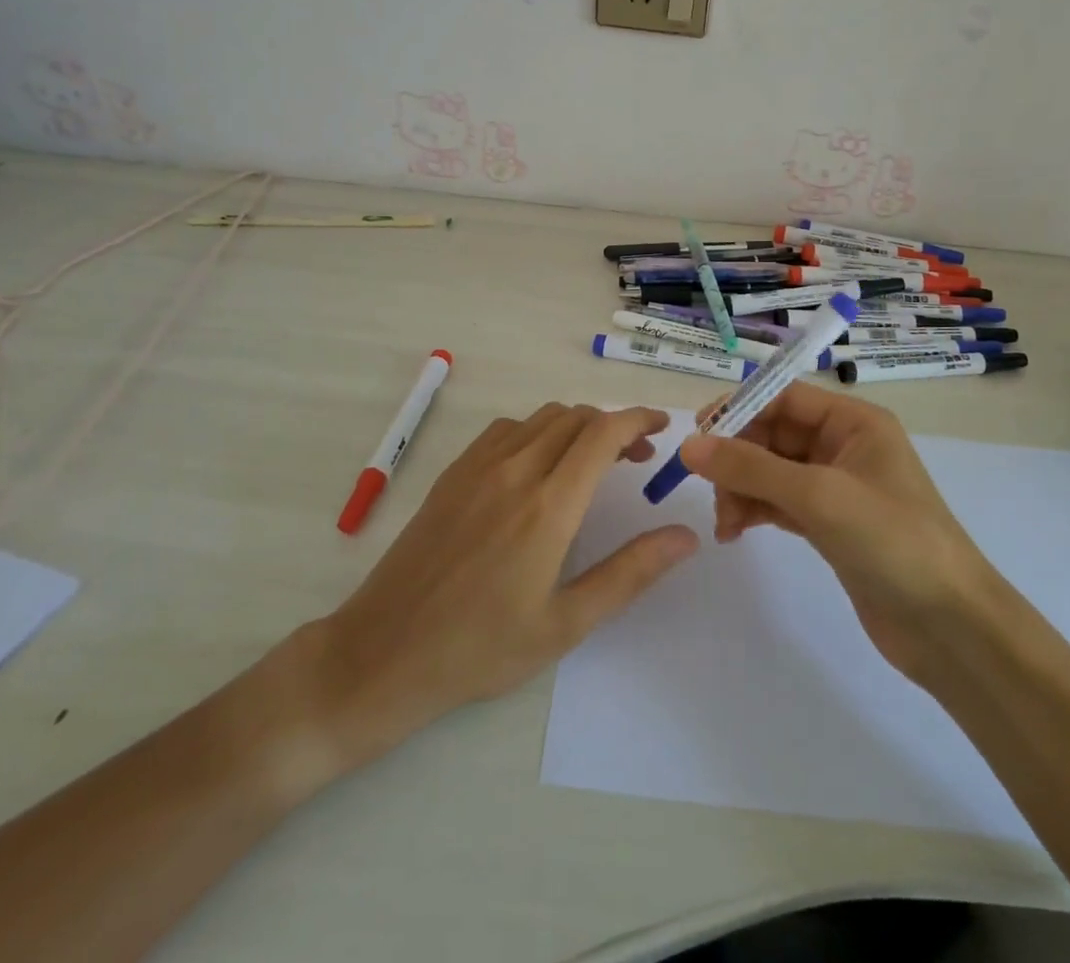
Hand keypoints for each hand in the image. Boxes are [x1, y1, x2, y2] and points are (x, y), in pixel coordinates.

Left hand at [288, 405, 697, 774]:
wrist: (384, 651)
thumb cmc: (481, 648)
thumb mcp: (566, 623)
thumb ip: (630, 573)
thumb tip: (685, 536)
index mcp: (548, 506)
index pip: (603, 433)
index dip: (639, 419)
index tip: (663, 427)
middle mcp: (515, 470)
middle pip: (576, 417)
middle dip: (614, 425)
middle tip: (636, 458)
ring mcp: (478, 466)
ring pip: (541, 418)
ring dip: (577, 426)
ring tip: (592, 461)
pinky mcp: (453, 473)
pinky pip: (506, 430)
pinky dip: (537, 431)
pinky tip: (537, 466)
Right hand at [678, 383, 996, 687]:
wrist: (951, 628)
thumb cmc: (893, 541)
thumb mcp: (819, 496)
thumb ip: (751, 468)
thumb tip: (688, 445)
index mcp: (854, 422)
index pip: (783, 397)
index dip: (738, 409)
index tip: (697, 433)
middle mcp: (844, 446)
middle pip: (773, 434)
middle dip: (737, 458)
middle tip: (706, 487)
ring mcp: (837, 487)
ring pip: (771, 471)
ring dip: (741, 489)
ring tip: (726, 523)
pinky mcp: (830, 525)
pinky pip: (779, 503)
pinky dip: (755, 511)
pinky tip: (734, 531)